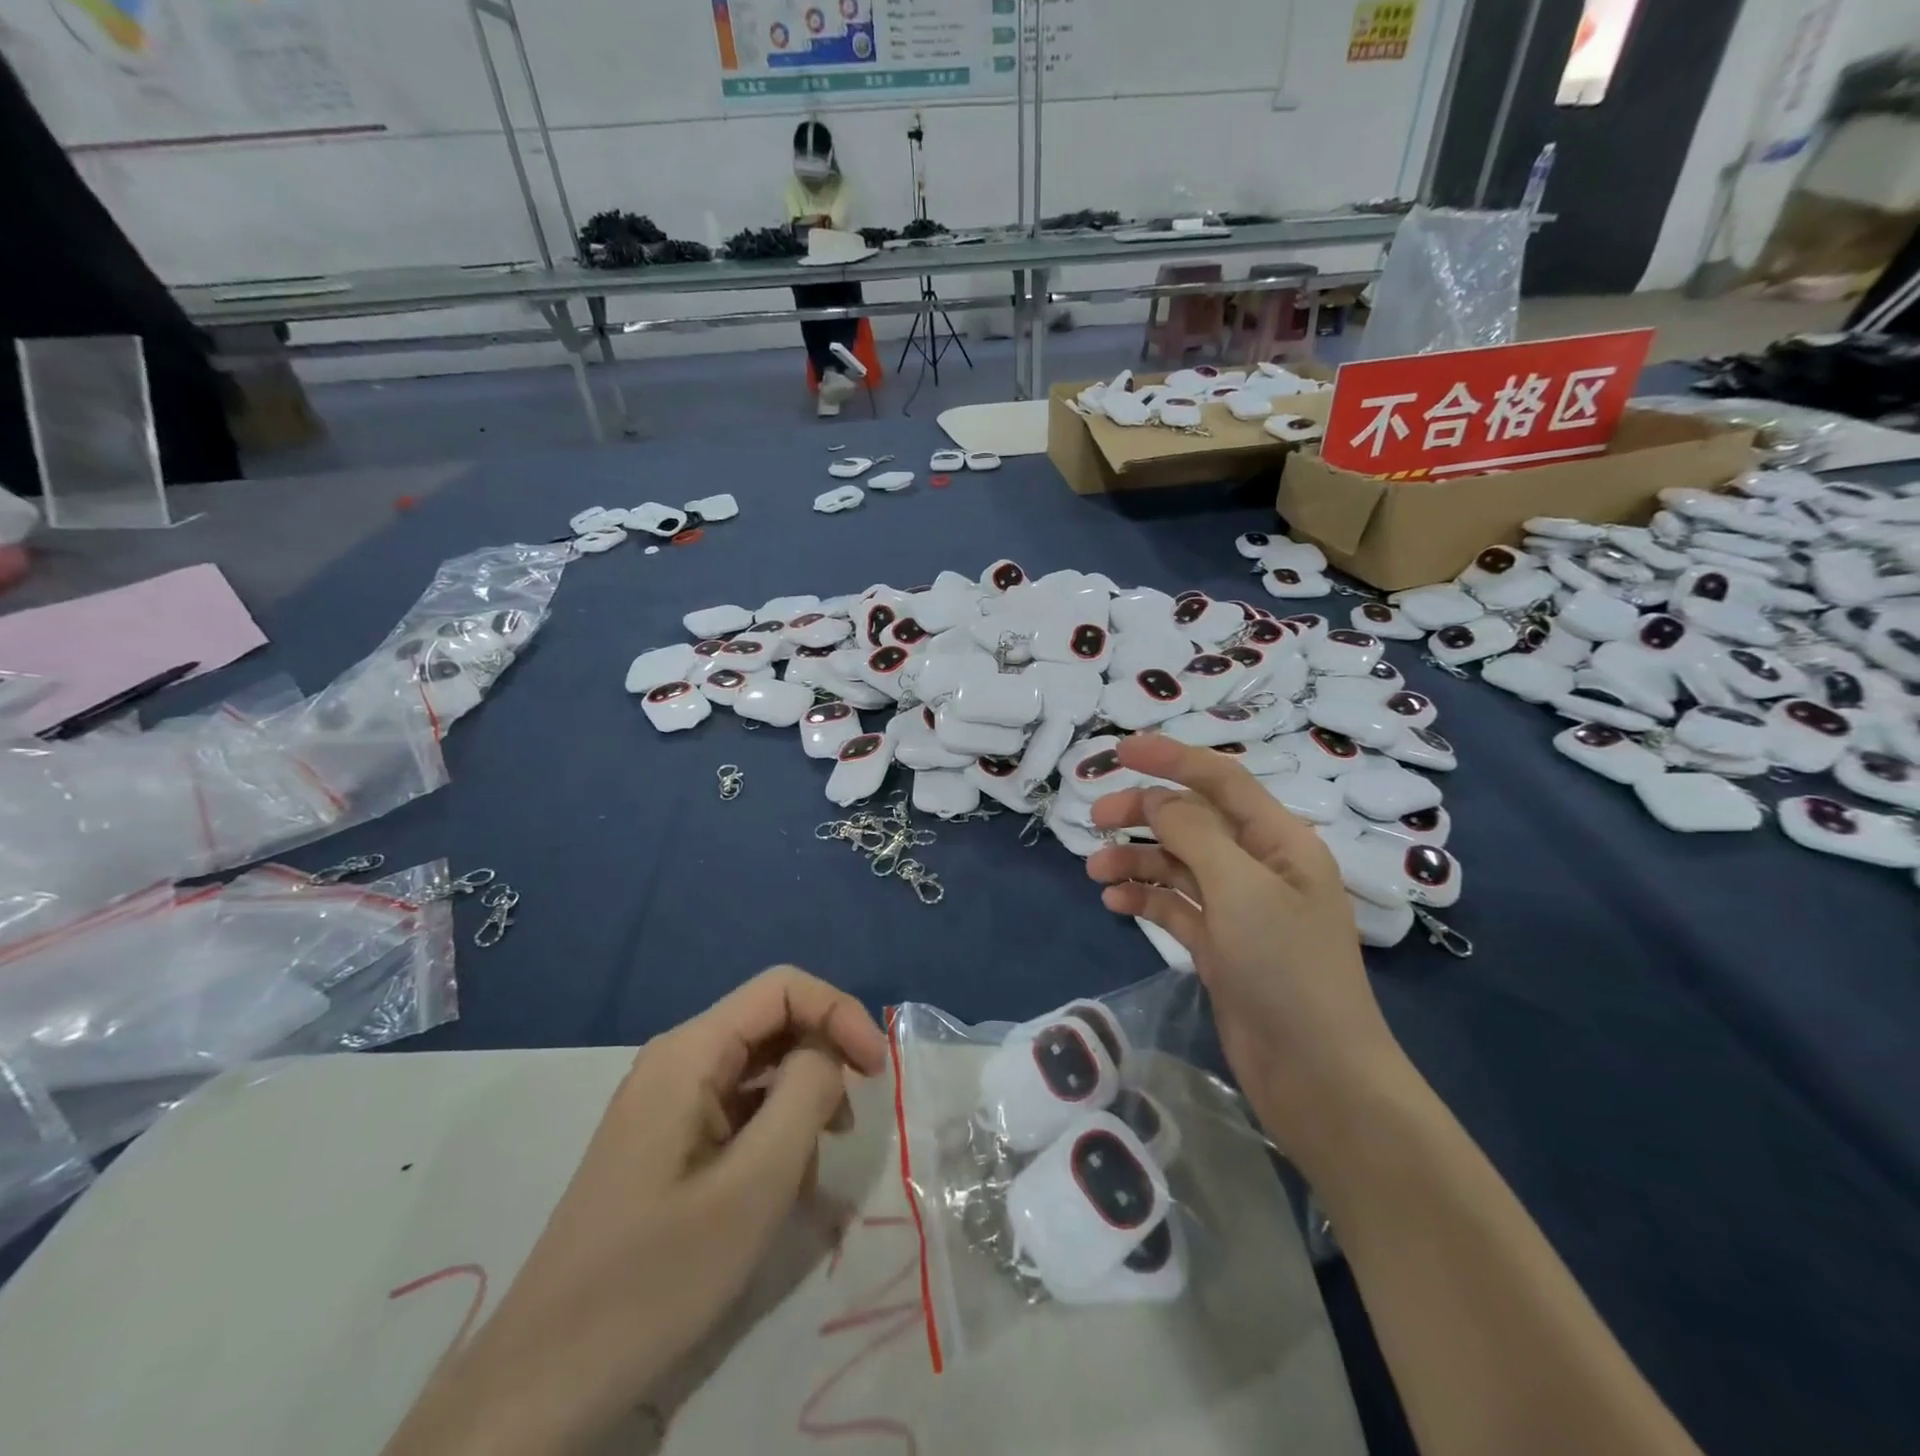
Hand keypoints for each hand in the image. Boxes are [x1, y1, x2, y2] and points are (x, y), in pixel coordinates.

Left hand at [382, 967, 887, 1455]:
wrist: (544, 1380)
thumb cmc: (656, 1276)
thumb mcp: (755, 1185)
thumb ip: (805, 1096)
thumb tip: (829, 1054)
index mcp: (690, 1053)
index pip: (783, 988)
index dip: (839, 1013)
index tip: (877, 1071)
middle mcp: (677, 1061)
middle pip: (772, 1024)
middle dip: (824, 1058)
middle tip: (851, 1124)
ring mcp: (668, 1102)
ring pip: (759, 1068)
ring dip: (802, 1101)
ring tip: (816, 1167)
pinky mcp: (667, 1140)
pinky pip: (738, 1109)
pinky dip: (774, 1132)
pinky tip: (783, 1188)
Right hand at [1084, 734, 1405, 1160]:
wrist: (1317, 1077)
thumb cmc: (1287, 970)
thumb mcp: (1241, 889)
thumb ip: (1194, 835)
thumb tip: (1157, 801)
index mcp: (1280, 842)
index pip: (1221, 780)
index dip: (1171, 758)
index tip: (1120, 750)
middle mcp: (1260, 867)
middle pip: (1193, 821)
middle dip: (1143, 814)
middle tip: (1094, 820)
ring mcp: (1239, 908)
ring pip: (1177, 864)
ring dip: (1136, 860)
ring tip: (1095, 874)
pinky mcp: (1220, 946)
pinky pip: (1174, 906)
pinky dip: (1145, 898)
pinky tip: (1115, 903)